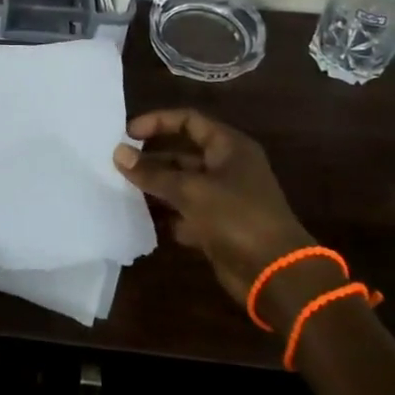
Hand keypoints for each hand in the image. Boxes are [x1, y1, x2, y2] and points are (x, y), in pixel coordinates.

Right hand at [113, 109, 314, 305]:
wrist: (276, 274)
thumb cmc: (237, 218)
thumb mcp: (191, 190)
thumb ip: (153, 173)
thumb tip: (118, 153)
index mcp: (229, 147)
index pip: (189, 121)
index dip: (158, 122)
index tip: (127, 134)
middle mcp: (227, 167)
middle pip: (183, 153)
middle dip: (152, 158)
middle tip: (119, 163)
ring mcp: (224, 198)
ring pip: (182, 184)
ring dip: (156, 187)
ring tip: (123, 188)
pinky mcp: (219, 226)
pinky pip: (187, 212)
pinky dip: (168, 215)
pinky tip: (143, 219)